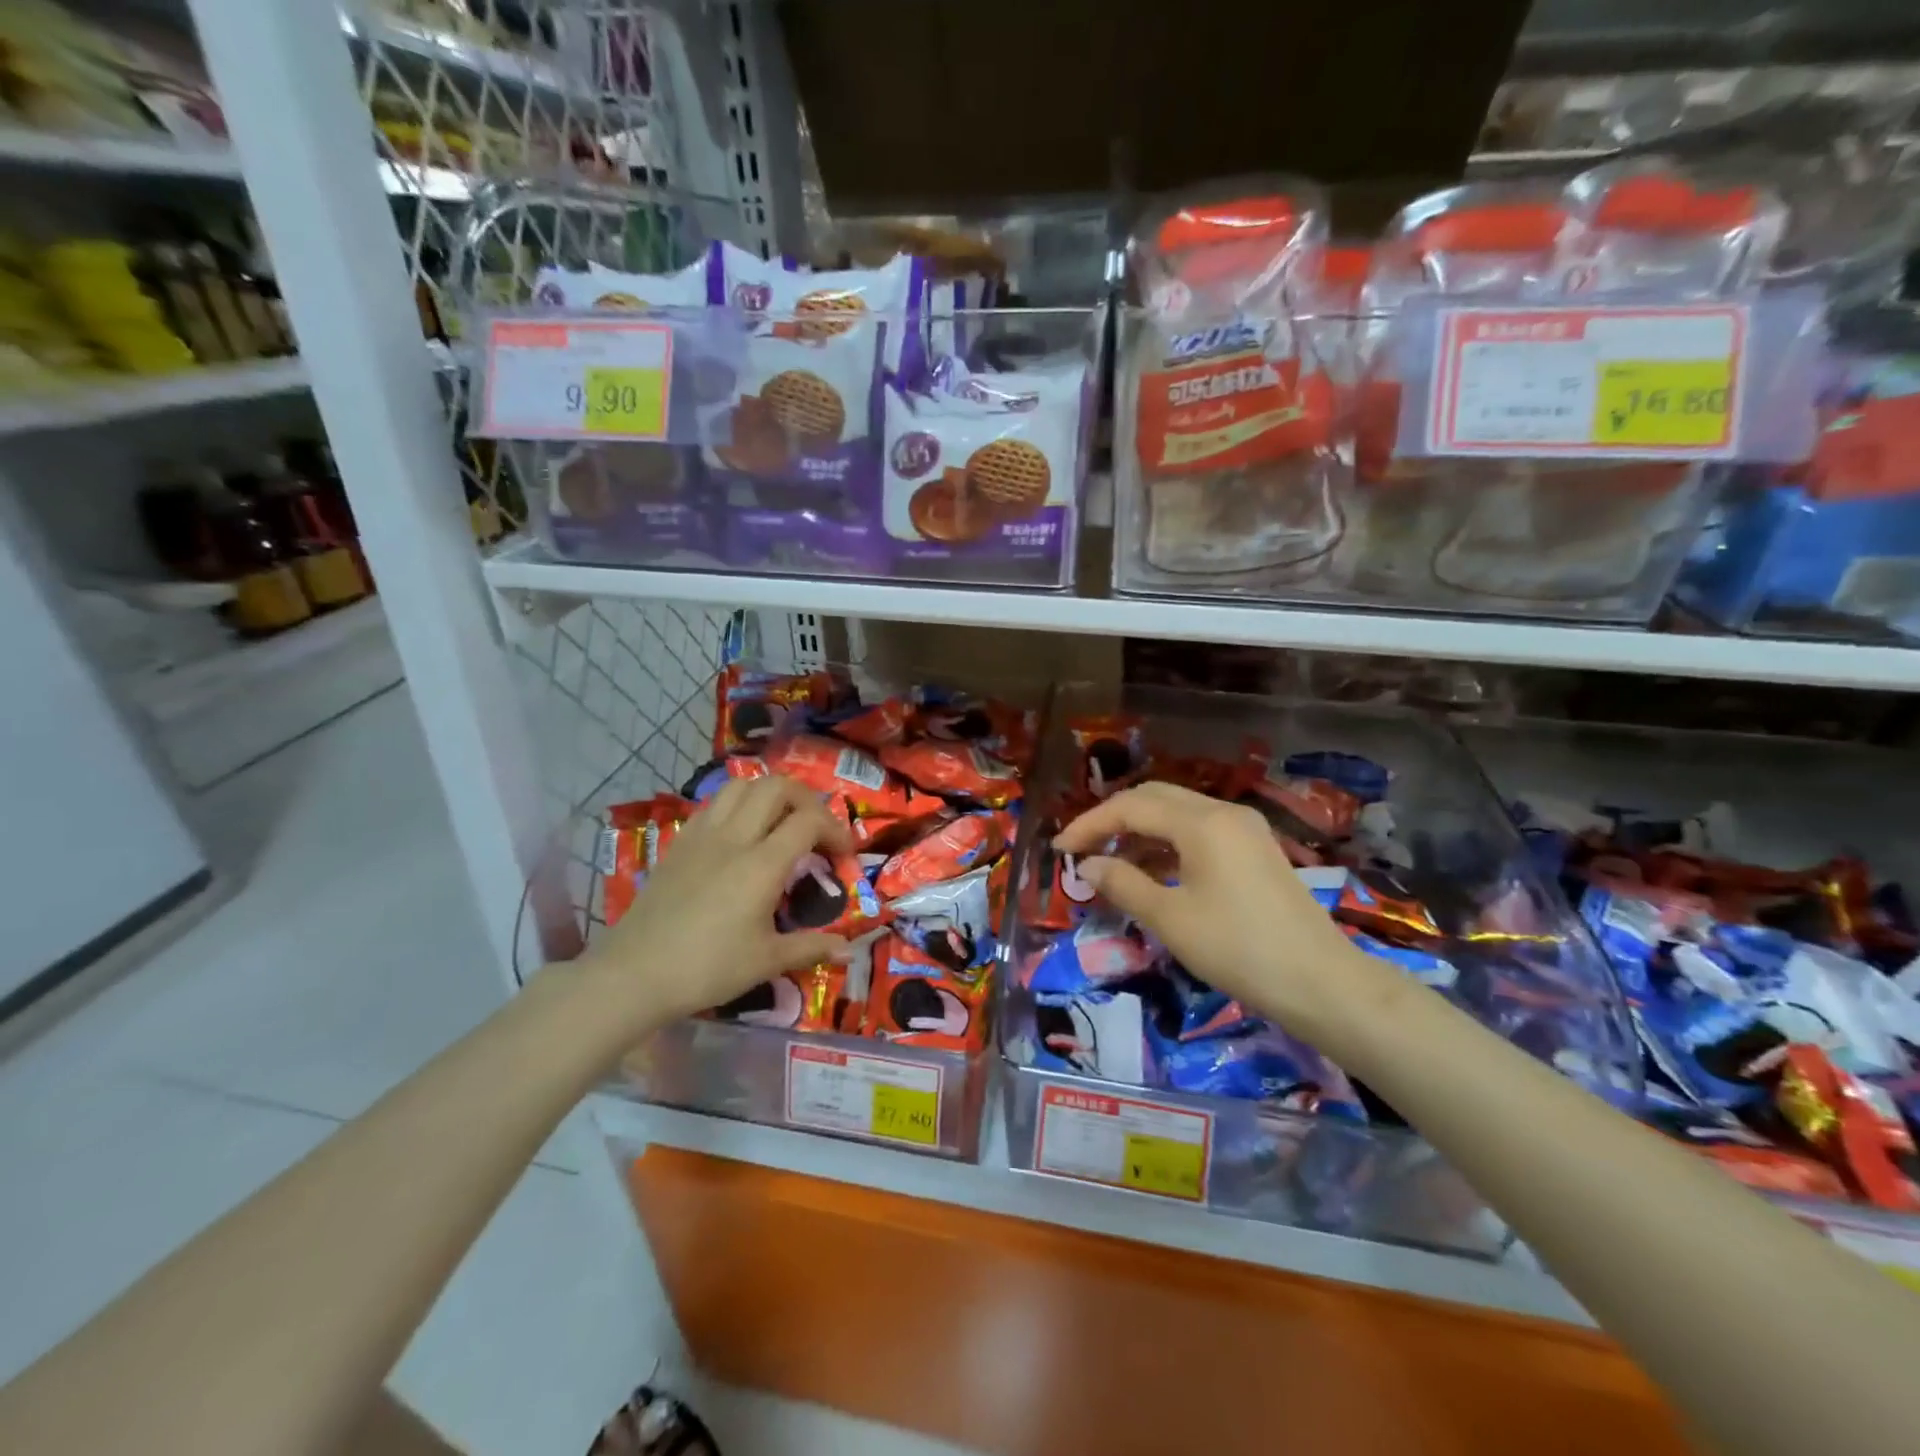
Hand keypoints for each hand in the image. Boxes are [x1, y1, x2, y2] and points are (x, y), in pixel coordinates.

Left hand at [575, 776, 854, 1031]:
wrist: (633, 975)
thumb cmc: (706, 968)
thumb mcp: (766, 961)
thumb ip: (811, 948)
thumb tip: (850, 951)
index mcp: (762, 864)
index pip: (809, 820)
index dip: (836, 829)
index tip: (844, 855)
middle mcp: (735, 837)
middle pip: (777, 787)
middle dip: (807, 799)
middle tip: (816, 829)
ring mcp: (702, 835)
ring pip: (741, 785)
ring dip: (769, 794)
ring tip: (779, 823)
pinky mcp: (679, 843)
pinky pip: (714, 804)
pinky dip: (737, 805)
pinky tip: (740, 834)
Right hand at [1053, 781, 1407, 1046]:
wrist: (1320, 982)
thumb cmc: (1238, 949)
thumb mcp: (1170, 919)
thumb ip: (1123, 883)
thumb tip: (1089, 865)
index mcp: (1202, 822)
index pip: (1131, 807)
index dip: (1090, 824)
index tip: (1060, 850)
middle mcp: (1223, 813)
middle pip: (1154, 798)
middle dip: (1113, 819)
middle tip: (1083, 849)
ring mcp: (1244, 829)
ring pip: (1178, 813)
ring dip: (1140, 831)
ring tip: (1111, 864)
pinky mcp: (1255, 850)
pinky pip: (1199, 831)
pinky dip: (1168, 844)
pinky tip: (1152, 871)